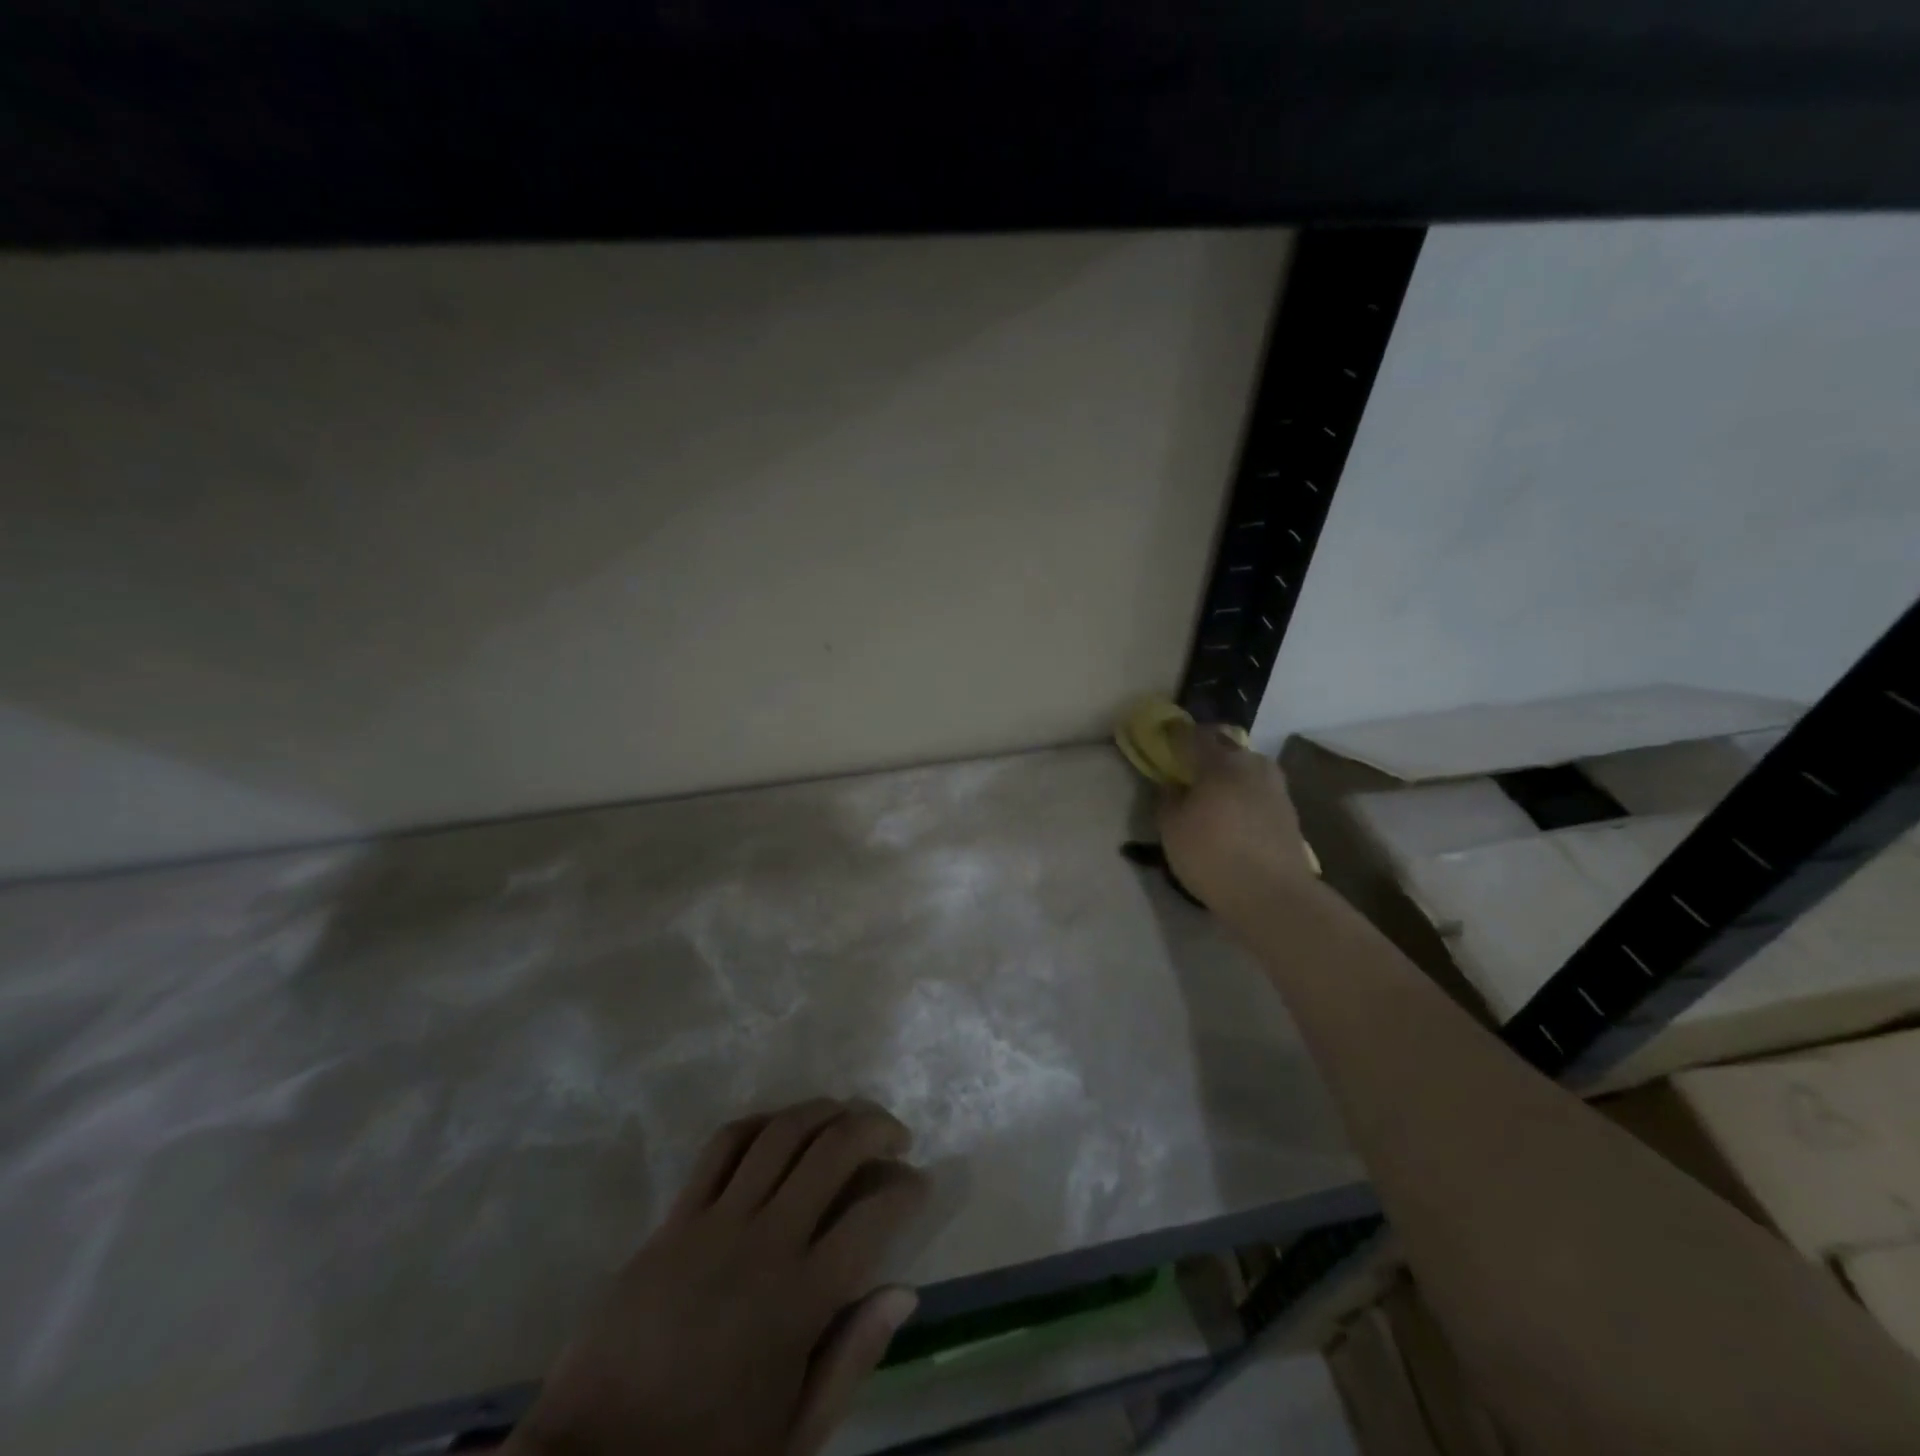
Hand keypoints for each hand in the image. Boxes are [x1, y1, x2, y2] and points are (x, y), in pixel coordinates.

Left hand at [508, 1099, 928, 1455]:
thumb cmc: (704, 1455)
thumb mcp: (793, 1436)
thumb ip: (852, 1359)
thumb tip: (904, 1291)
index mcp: (800, 1301)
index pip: (873, 1216)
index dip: (907, 1187)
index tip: (919, 1183)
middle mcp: (765, 1242)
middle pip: (832, 1150)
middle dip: (875, 1127)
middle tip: (895, 1135)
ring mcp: (716, 1221)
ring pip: (782, 1132)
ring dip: (824, 1111)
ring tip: (846, 1116)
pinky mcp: (675, 1217)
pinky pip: (723, 1144)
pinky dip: (761, 1122)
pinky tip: (780, 1127)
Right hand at [1157, 724, 1314, 913]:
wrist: (1273, 895)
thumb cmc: (1212, 854)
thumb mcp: (1172, 828)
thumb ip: (1168, 799)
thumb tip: (1173, 784)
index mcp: (1219, 761)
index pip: (1193, 735)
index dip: (1175, 734)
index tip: (1163, 736)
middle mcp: (1251, 764)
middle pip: (1224, 747)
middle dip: (1205, 752)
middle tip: (1187, 766)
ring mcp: (1275, 787)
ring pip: (1244, 769)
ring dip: (1227, 775)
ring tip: (1210, 793)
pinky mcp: (1288, 812)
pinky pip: (1257, 791)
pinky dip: (1242, 795)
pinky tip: (1232, 814)